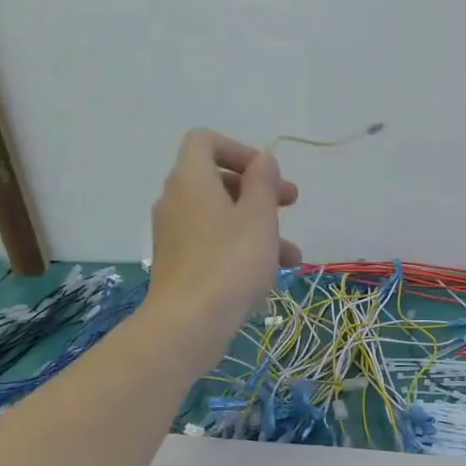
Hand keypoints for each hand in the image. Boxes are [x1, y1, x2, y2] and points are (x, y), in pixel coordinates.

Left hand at [146, 129, 299, 366]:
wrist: (188, 324)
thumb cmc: (230, 263)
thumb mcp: (259, 217)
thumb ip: (263, 182)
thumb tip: (262, 160)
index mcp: (191, 179)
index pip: (205, 141)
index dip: (239, 150)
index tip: (268, 174)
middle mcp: (175, 201)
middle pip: (217, 180)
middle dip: (258, 191)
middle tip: (290, 204)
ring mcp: (173, 234)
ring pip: (220, 217)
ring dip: (257, 226)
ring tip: (292, 255)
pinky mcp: (177, 264)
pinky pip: (211, 243)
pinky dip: (239, 248)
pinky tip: (269, 275)